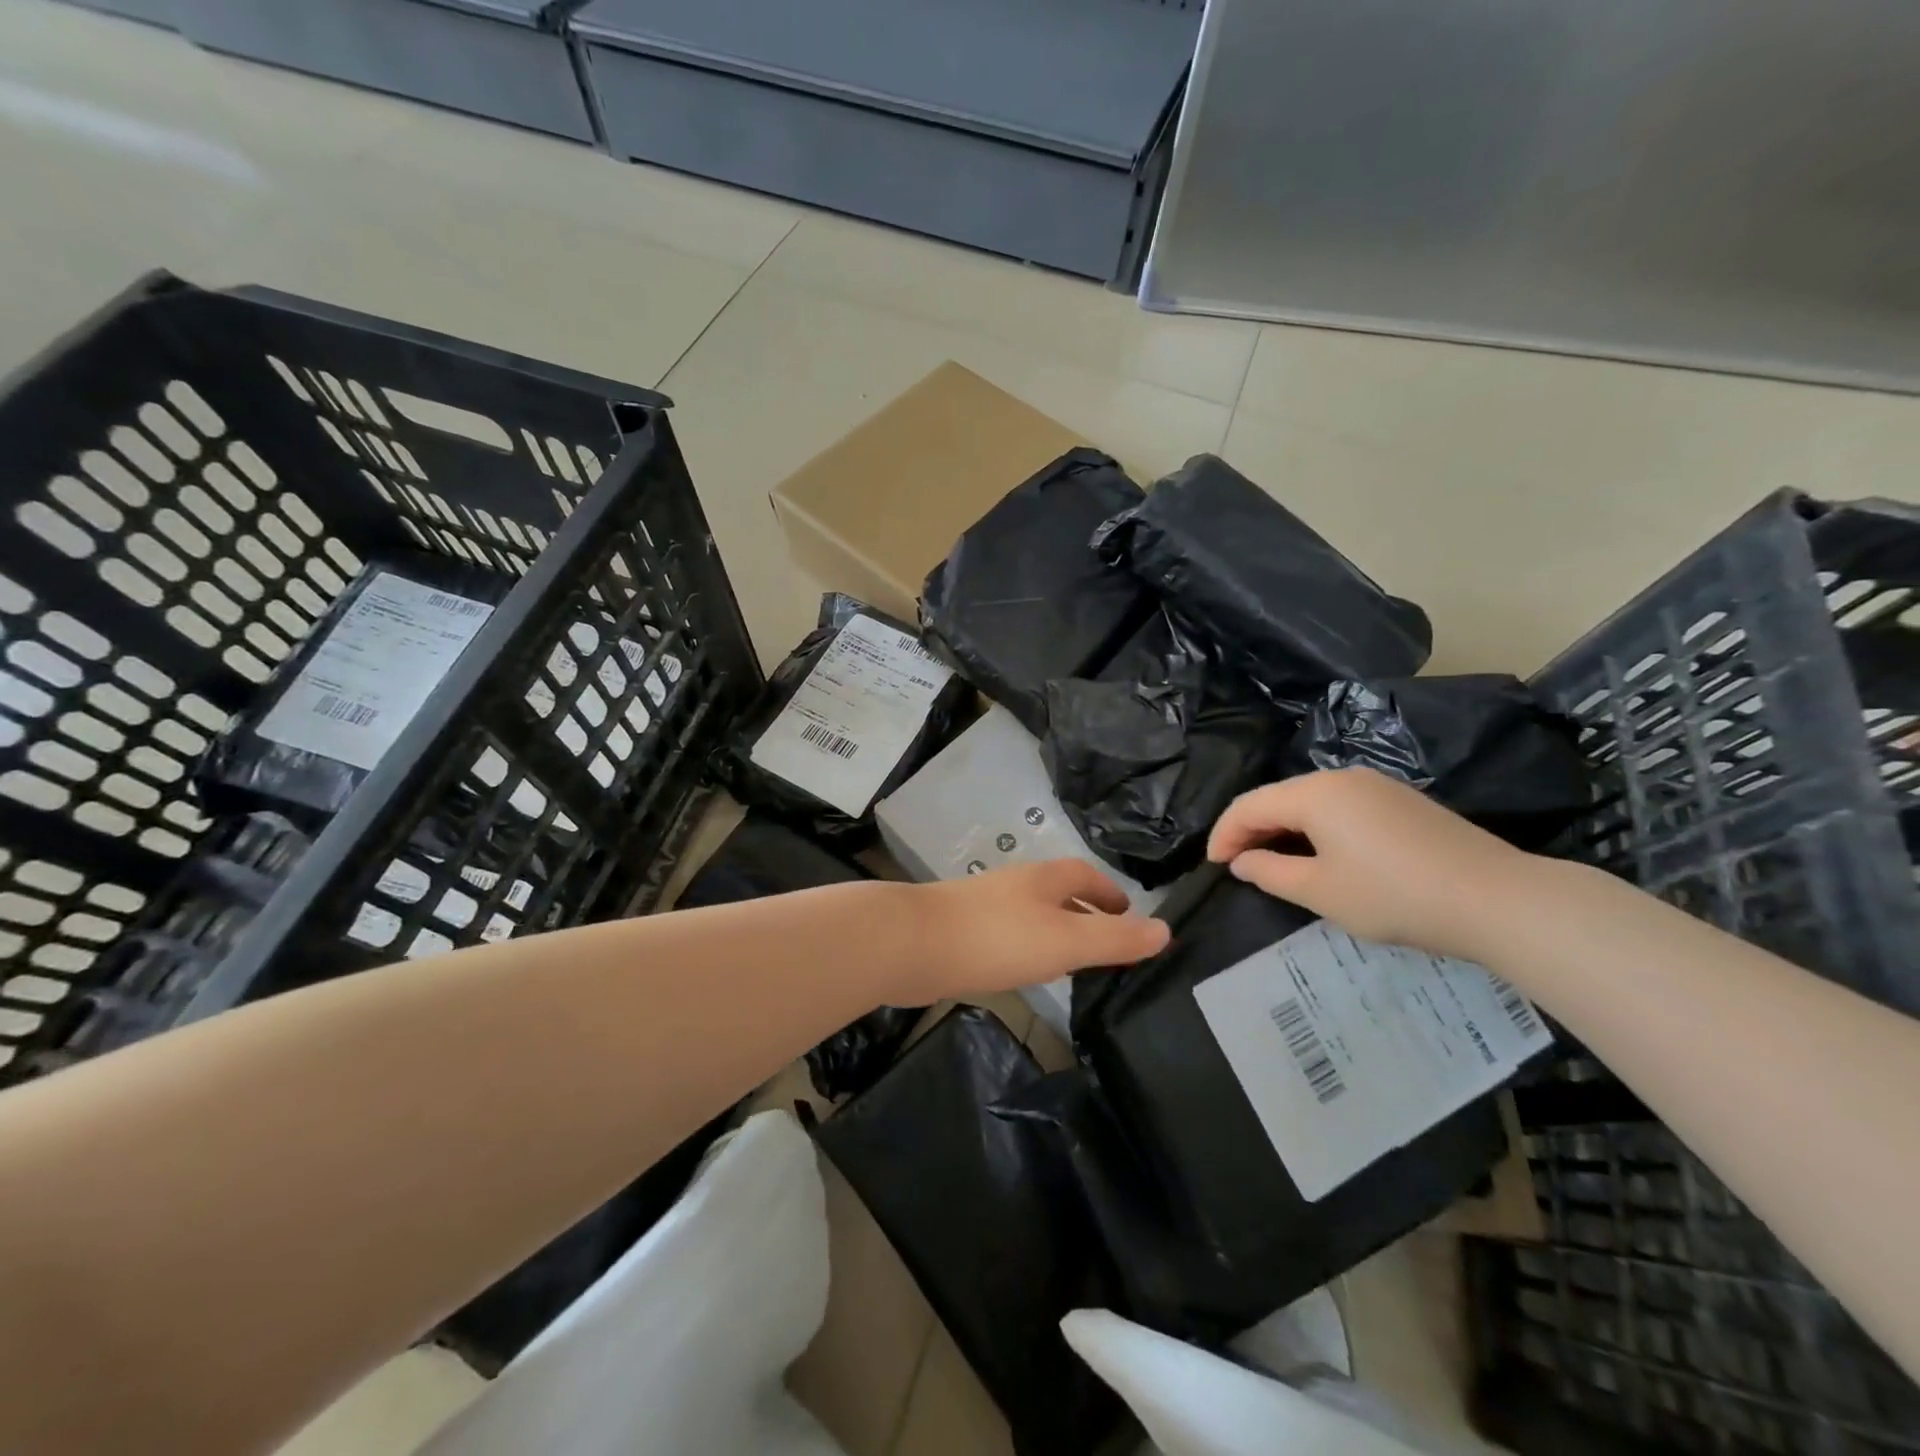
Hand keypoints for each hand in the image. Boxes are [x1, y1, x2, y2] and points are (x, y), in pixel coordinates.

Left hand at [912, 860, 1170, 1000]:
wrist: (913, 945)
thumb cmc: (997, 937)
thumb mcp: (1066, 940)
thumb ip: (1115, 939)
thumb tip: (1165, 930)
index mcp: (1044, 879)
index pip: (1087, 876)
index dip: (1111, 893)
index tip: (1130, 917)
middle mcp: (1017, 885)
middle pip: (1060, 893)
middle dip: (1086, 914)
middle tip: (1109, 947)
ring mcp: (986, 907)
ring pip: (1033, 915)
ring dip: (1057, 933)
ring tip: (1074, 964)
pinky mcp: (964, 931)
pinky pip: (1009, 936)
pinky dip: (1028, 949)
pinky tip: (1025, 974)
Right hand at [1208, 767, 1540, 961]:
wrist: (1496, 899)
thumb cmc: (1394, 895)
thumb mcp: (1320, 892)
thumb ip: (1269, 873)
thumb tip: (1243, 861)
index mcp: (1314, 793)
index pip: (1249, 805)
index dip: (1223, 834)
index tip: (1212, 866)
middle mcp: (1341, 777)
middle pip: (1278, 797)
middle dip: (1251, 829)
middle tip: (1238, 865)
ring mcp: (1376, 786)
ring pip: (1309, 801)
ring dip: (1283, 828)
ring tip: (1273, 861)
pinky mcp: (1401, 801)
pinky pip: (1340, 807)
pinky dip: (1315, 828)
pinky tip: (1320, 854)